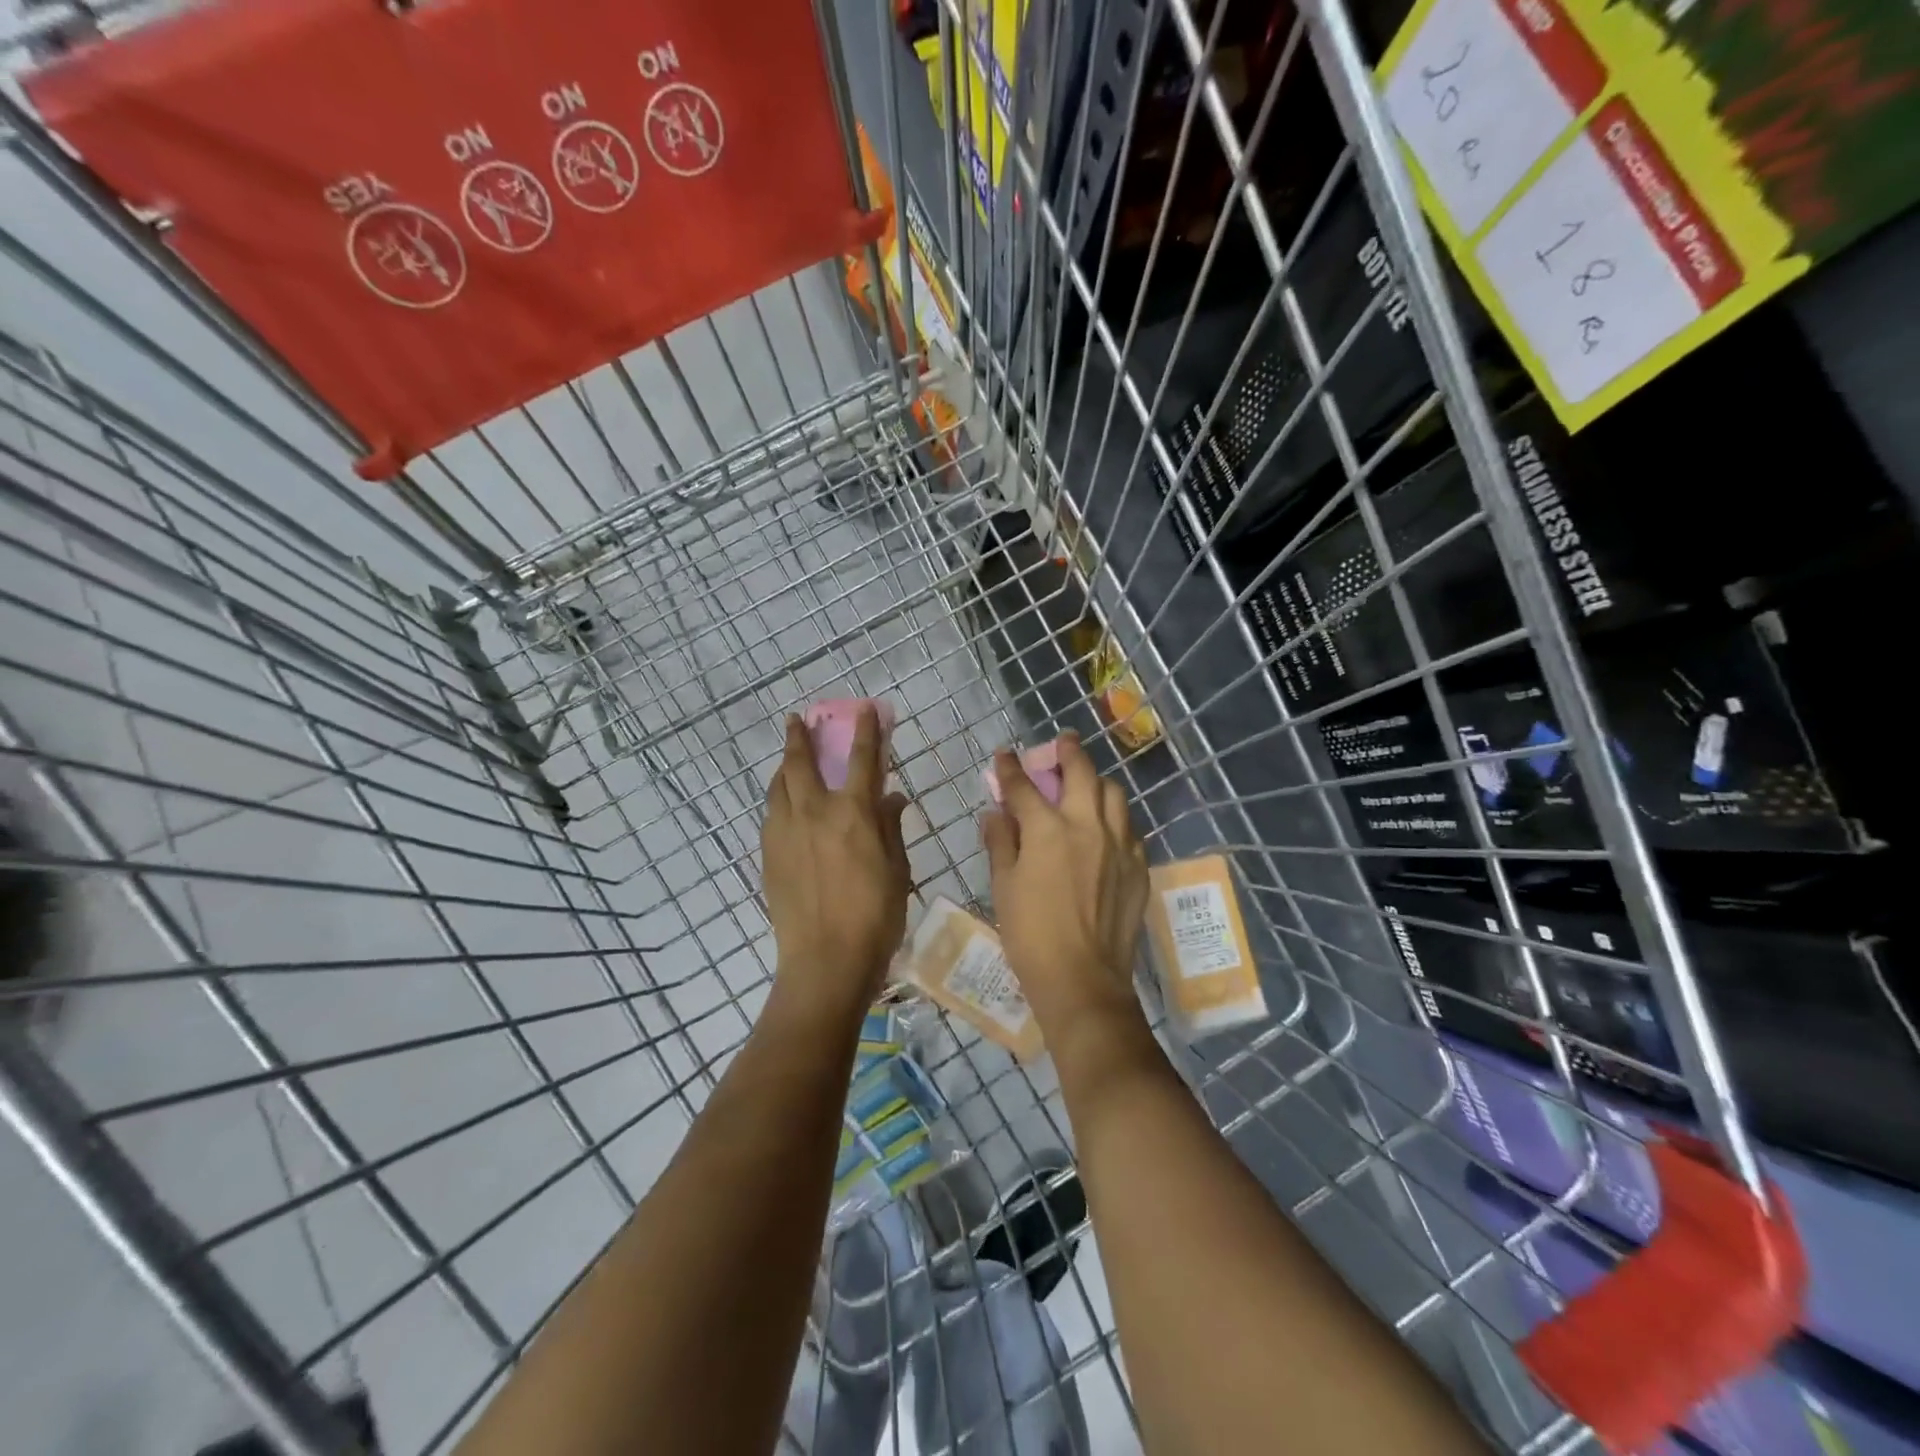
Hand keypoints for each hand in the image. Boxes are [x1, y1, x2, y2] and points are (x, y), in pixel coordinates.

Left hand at [762, 708, 910, 1016]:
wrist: (825, 962)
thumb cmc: (875, 918)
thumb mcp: (897, 870)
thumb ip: (891, 828)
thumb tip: (892, 798)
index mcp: (853, 814)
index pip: (862, 759)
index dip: (866, 730)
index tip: (866, 708)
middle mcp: (814, 813)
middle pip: (800, 763)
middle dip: (799, 736)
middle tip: (798, 720)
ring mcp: (784, 833)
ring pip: (778, 787)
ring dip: (784, 766)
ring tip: (788, 758)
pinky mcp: (768, 856)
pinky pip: (771, 814)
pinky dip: (778, 798)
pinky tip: (784, 805)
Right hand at [981, 733, 1148, 1035]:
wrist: (1082, 979)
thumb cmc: (1030, 935)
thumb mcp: (1003, 887)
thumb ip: (1000, 842)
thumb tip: (996, 813)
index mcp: (1048, 829)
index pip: (1024, 786)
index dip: (1010, 768)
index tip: (1004, 755)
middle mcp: (1088, 825)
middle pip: (1082, 771)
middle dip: (1068, 751)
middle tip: (1062, 743)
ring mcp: (1119, 844)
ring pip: (1114, 794)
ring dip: (1096, 782)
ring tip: (1086, 787)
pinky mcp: (1138, 866)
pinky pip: (1128, 828)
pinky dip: (1114, 818)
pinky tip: (1104, 830)